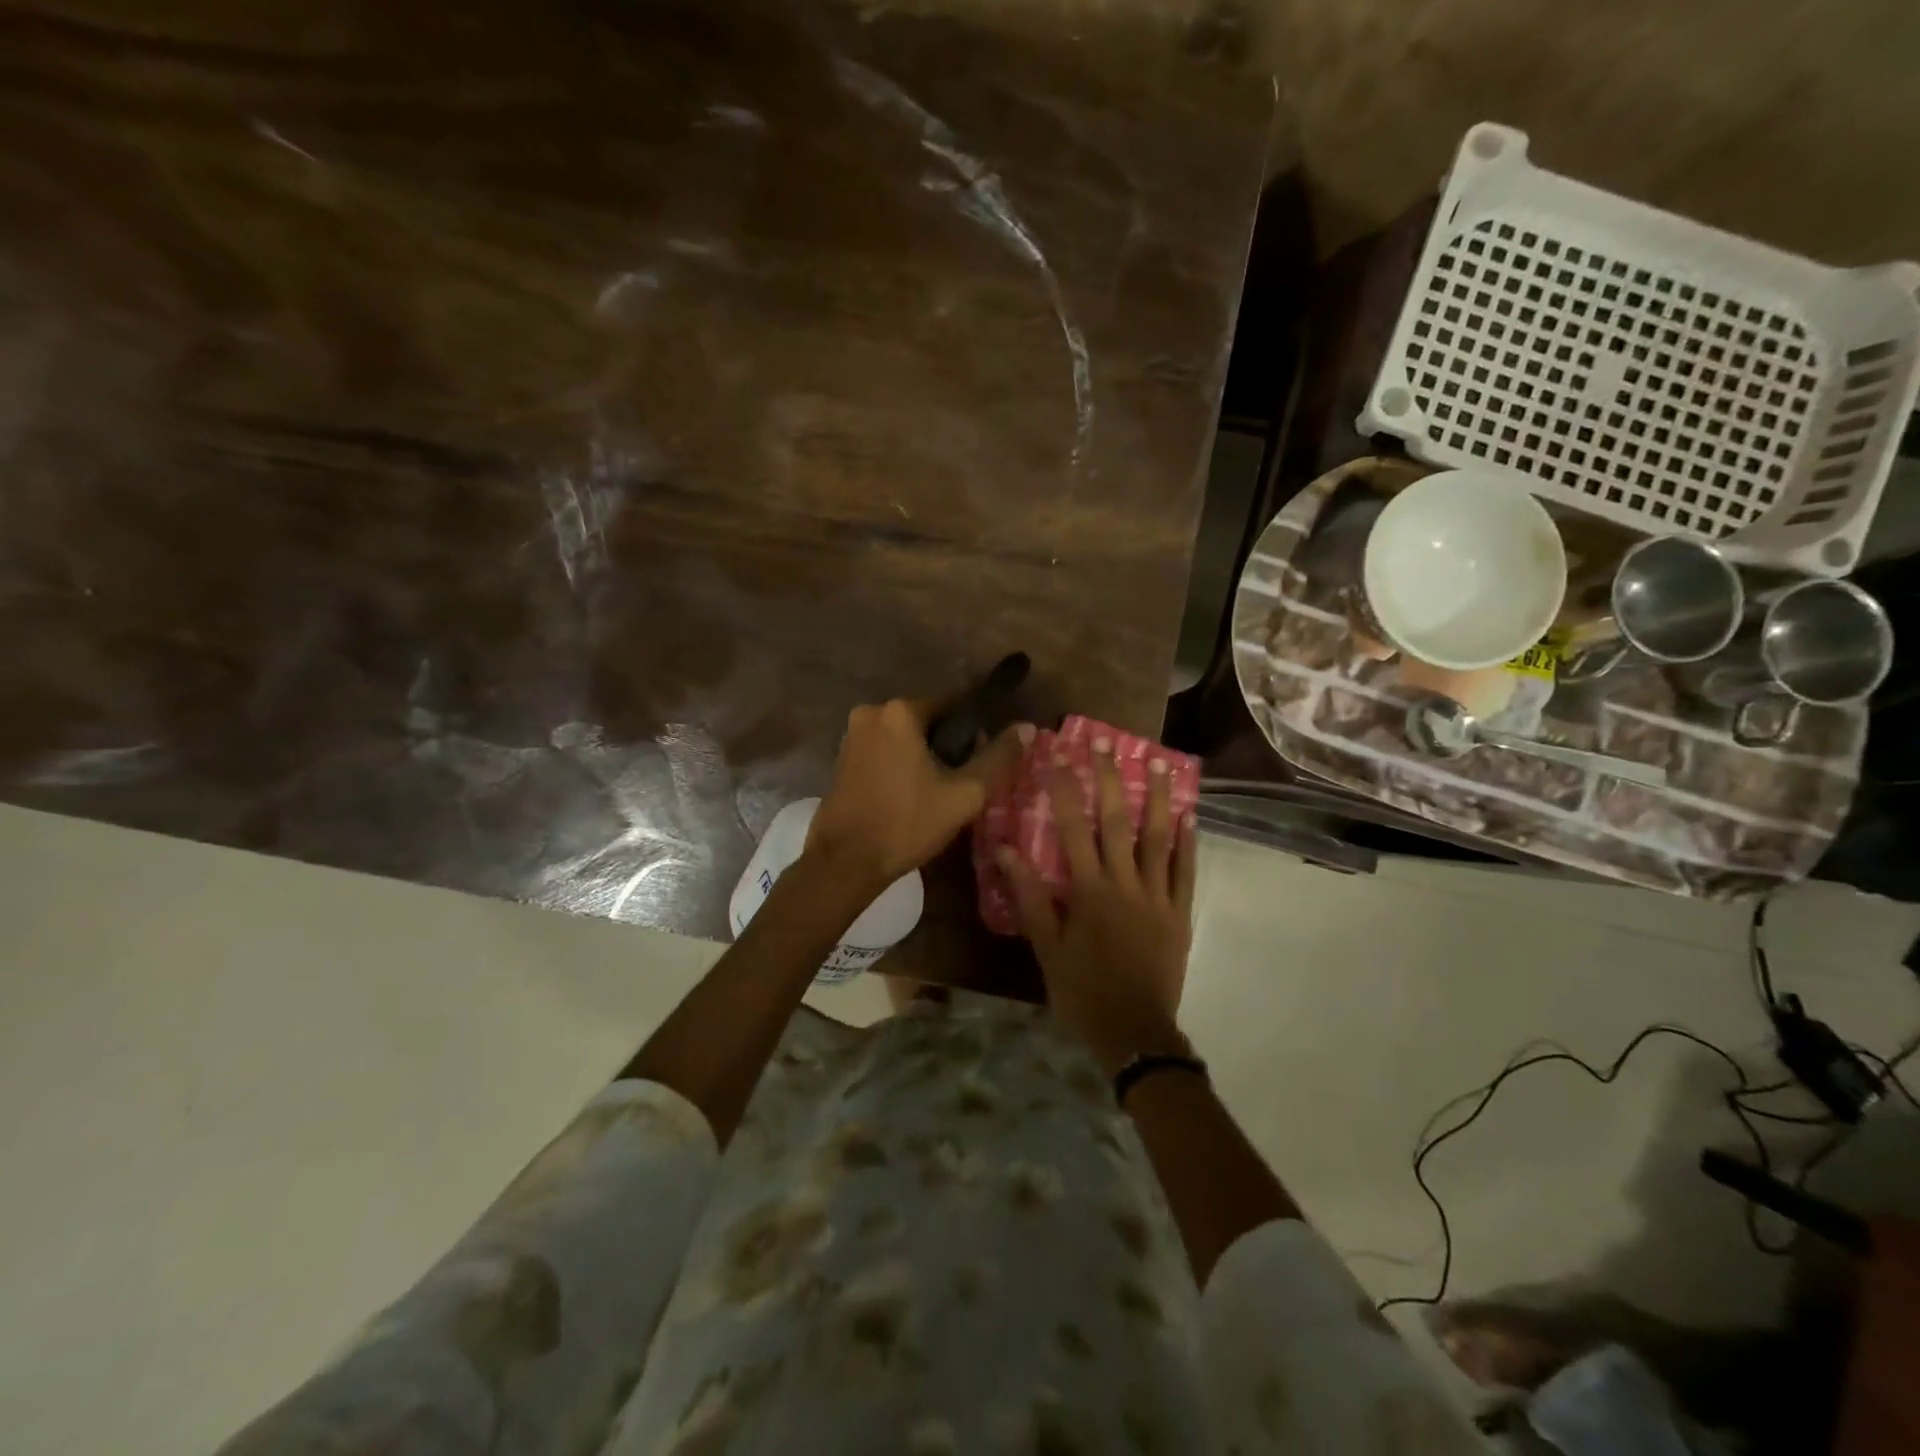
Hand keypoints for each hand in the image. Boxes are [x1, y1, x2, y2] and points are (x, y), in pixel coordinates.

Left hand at [806, 698, 1028, 890]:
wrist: (845, 863)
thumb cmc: (907, 824)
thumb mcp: (964, 794)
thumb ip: (997, 757)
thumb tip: (1027, 728)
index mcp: (900, 712)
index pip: (953, 706)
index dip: (973, 732)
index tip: (983, 759)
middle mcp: (870, 713)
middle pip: (927, 722)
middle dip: (947, 747)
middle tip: (961, 784)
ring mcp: (851, 736)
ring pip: (904, 739)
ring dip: (923, 758)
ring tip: (937, 795)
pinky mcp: (841, 760)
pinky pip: (883, 752)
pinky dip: (900, 767)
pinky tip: (909, 797)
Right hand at [998, 745, 1196, 1073]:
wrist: (1135, 1032)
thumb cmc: (1083, 990)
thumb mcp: (1046, 948)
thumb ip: (1030, 897)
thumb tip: (1006, 851)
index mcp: (1089, 890)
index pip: (1072, 828)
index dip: (1064, 789)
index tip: (1059, 755)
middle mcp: (1125, 883)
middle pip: (1116, 821)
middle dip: (1109, 778)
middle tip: (1107, 742)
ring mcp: (1157, 896)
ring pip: (1158, 838)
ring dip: (1157, 798)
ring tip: (1158, 763)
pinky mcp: (1179, 913)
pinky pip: (1185, 871)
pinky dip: (1188, 842)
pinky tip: (1189, 815)